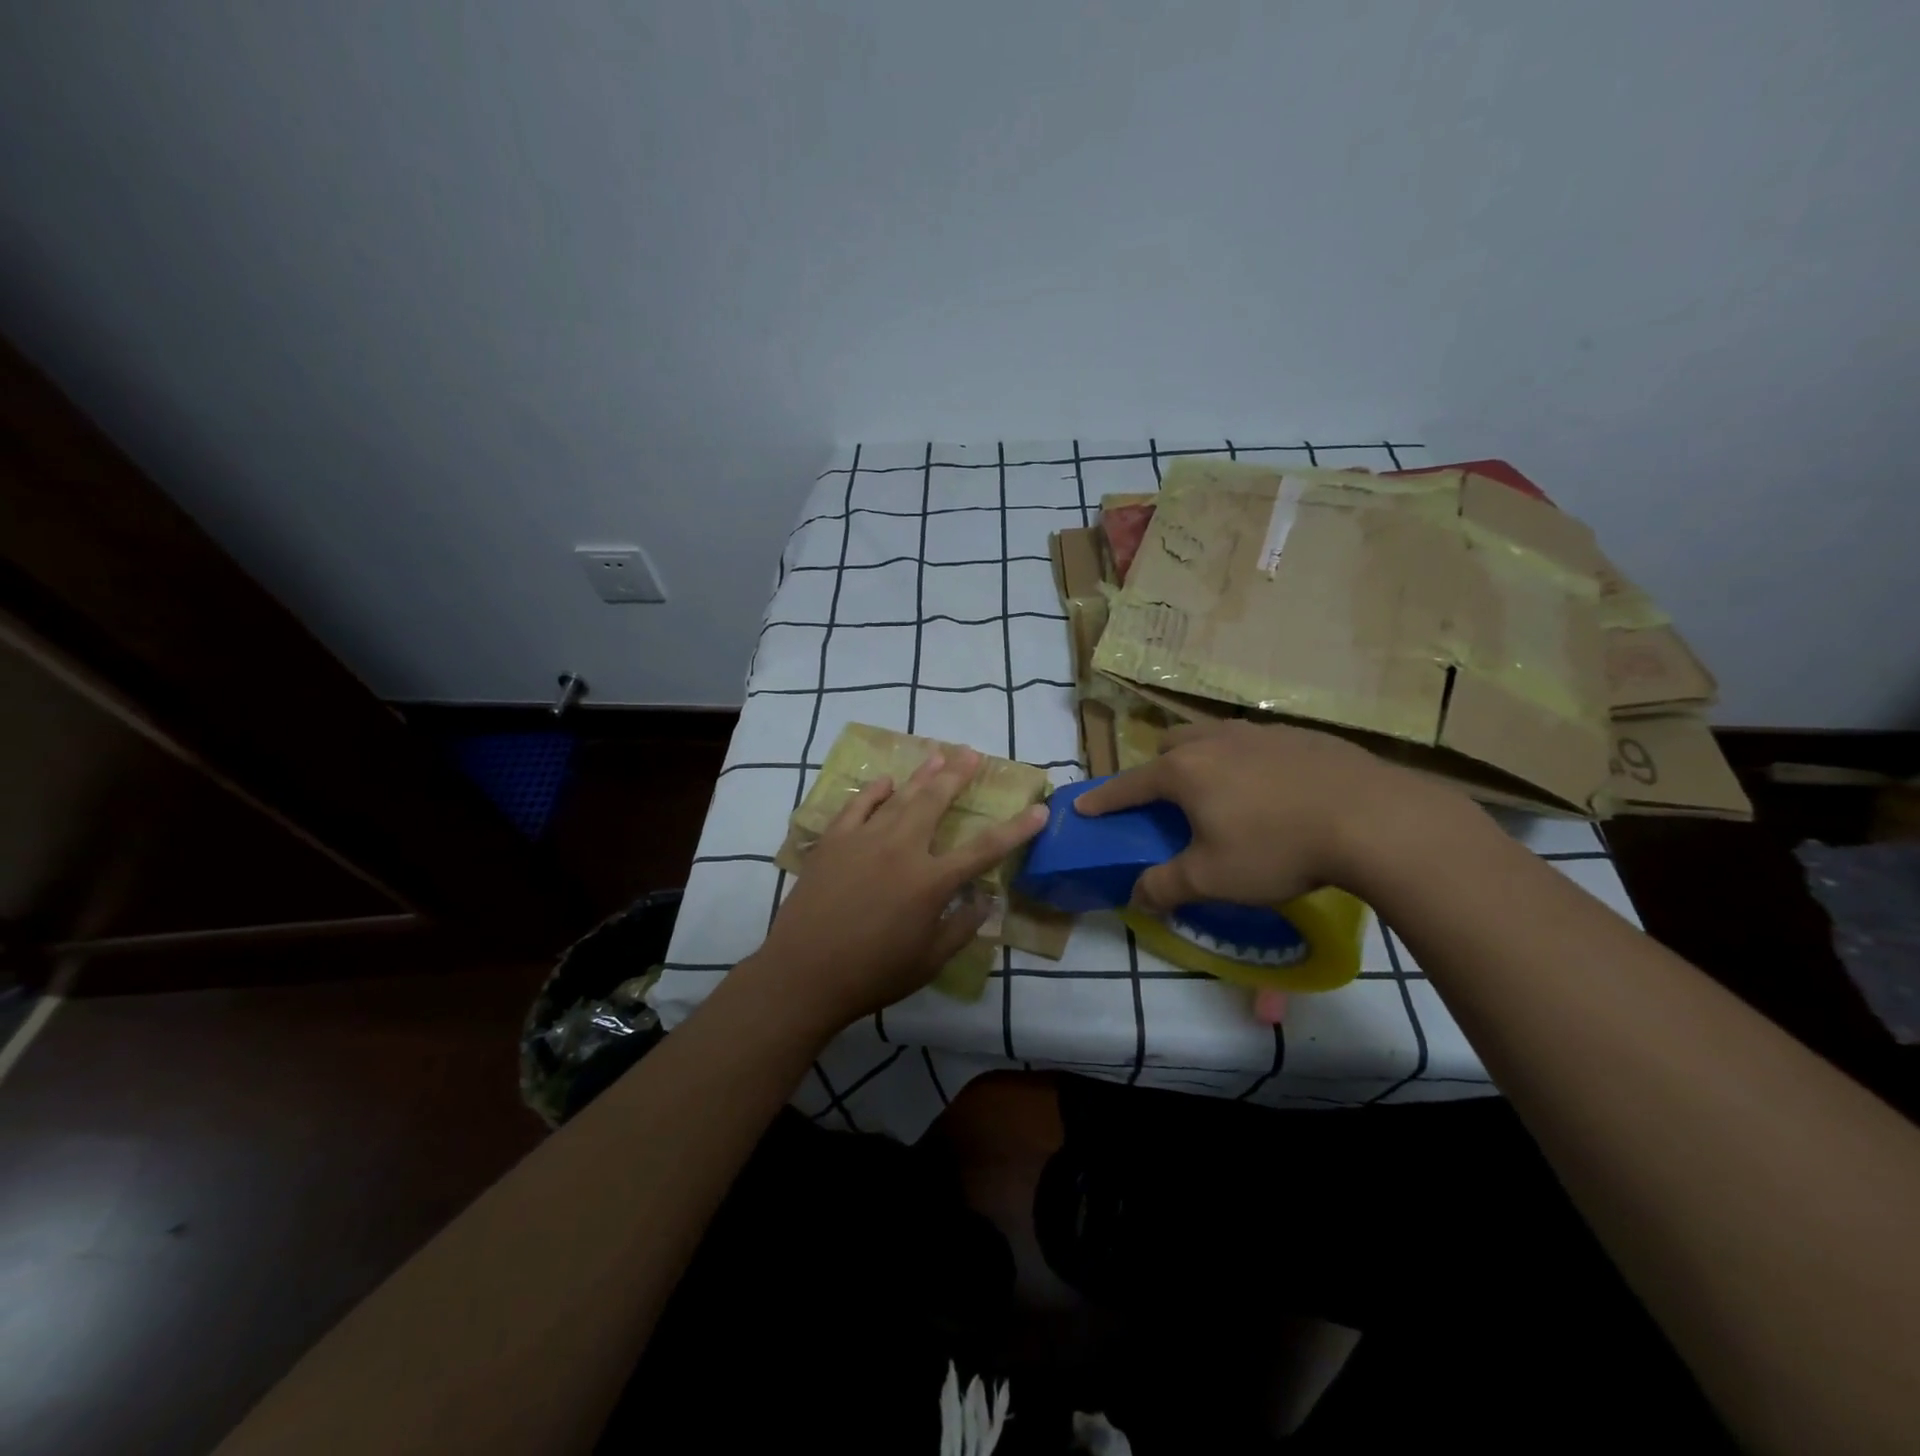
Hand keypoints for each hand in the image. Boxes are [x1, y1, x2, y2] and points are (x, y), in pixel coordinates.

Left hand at [745, 748, 1047, 1035]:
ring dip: (922, 774)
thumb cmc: (872, 974)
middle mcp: (902, 849)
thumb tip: (986, 901)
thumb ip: (961, 927)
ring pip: (900, 797)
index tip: (1039, 809)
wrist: (803, 973)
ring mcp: (864, 840)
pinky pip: (858, 806)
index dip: (1016, 829)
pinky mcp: (833, 841)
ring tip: (939, 754)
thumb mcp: (929, 961)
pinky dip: (874, 792)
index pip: (984, 849)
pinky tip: (885, 781)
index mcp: (931, 882)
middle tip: (972, 753)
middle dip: (958, 775)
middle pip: (936, 802)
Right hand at [1073, 720, 1457, 909]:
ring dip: (1204, 757)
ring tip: (1224, 792)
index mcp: (1185, 771)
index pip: (1129, 784)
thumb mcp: (1212, 879)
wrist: (1372, 818)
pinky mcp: (1301, 735)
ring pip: (1214, 736)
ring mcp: (1261, 732)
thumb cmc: (1276, 847)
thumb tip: (1136, 894)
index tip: (1082, 805)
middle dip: (1159, 768)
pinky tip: (1276, 791)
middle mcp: (1216, 741)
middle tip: (1171, 801)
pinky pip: (1257, 742)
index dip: (1104, 798)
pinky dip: (1249, 761)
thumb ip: (1165, 886)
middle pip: (1170, 744)